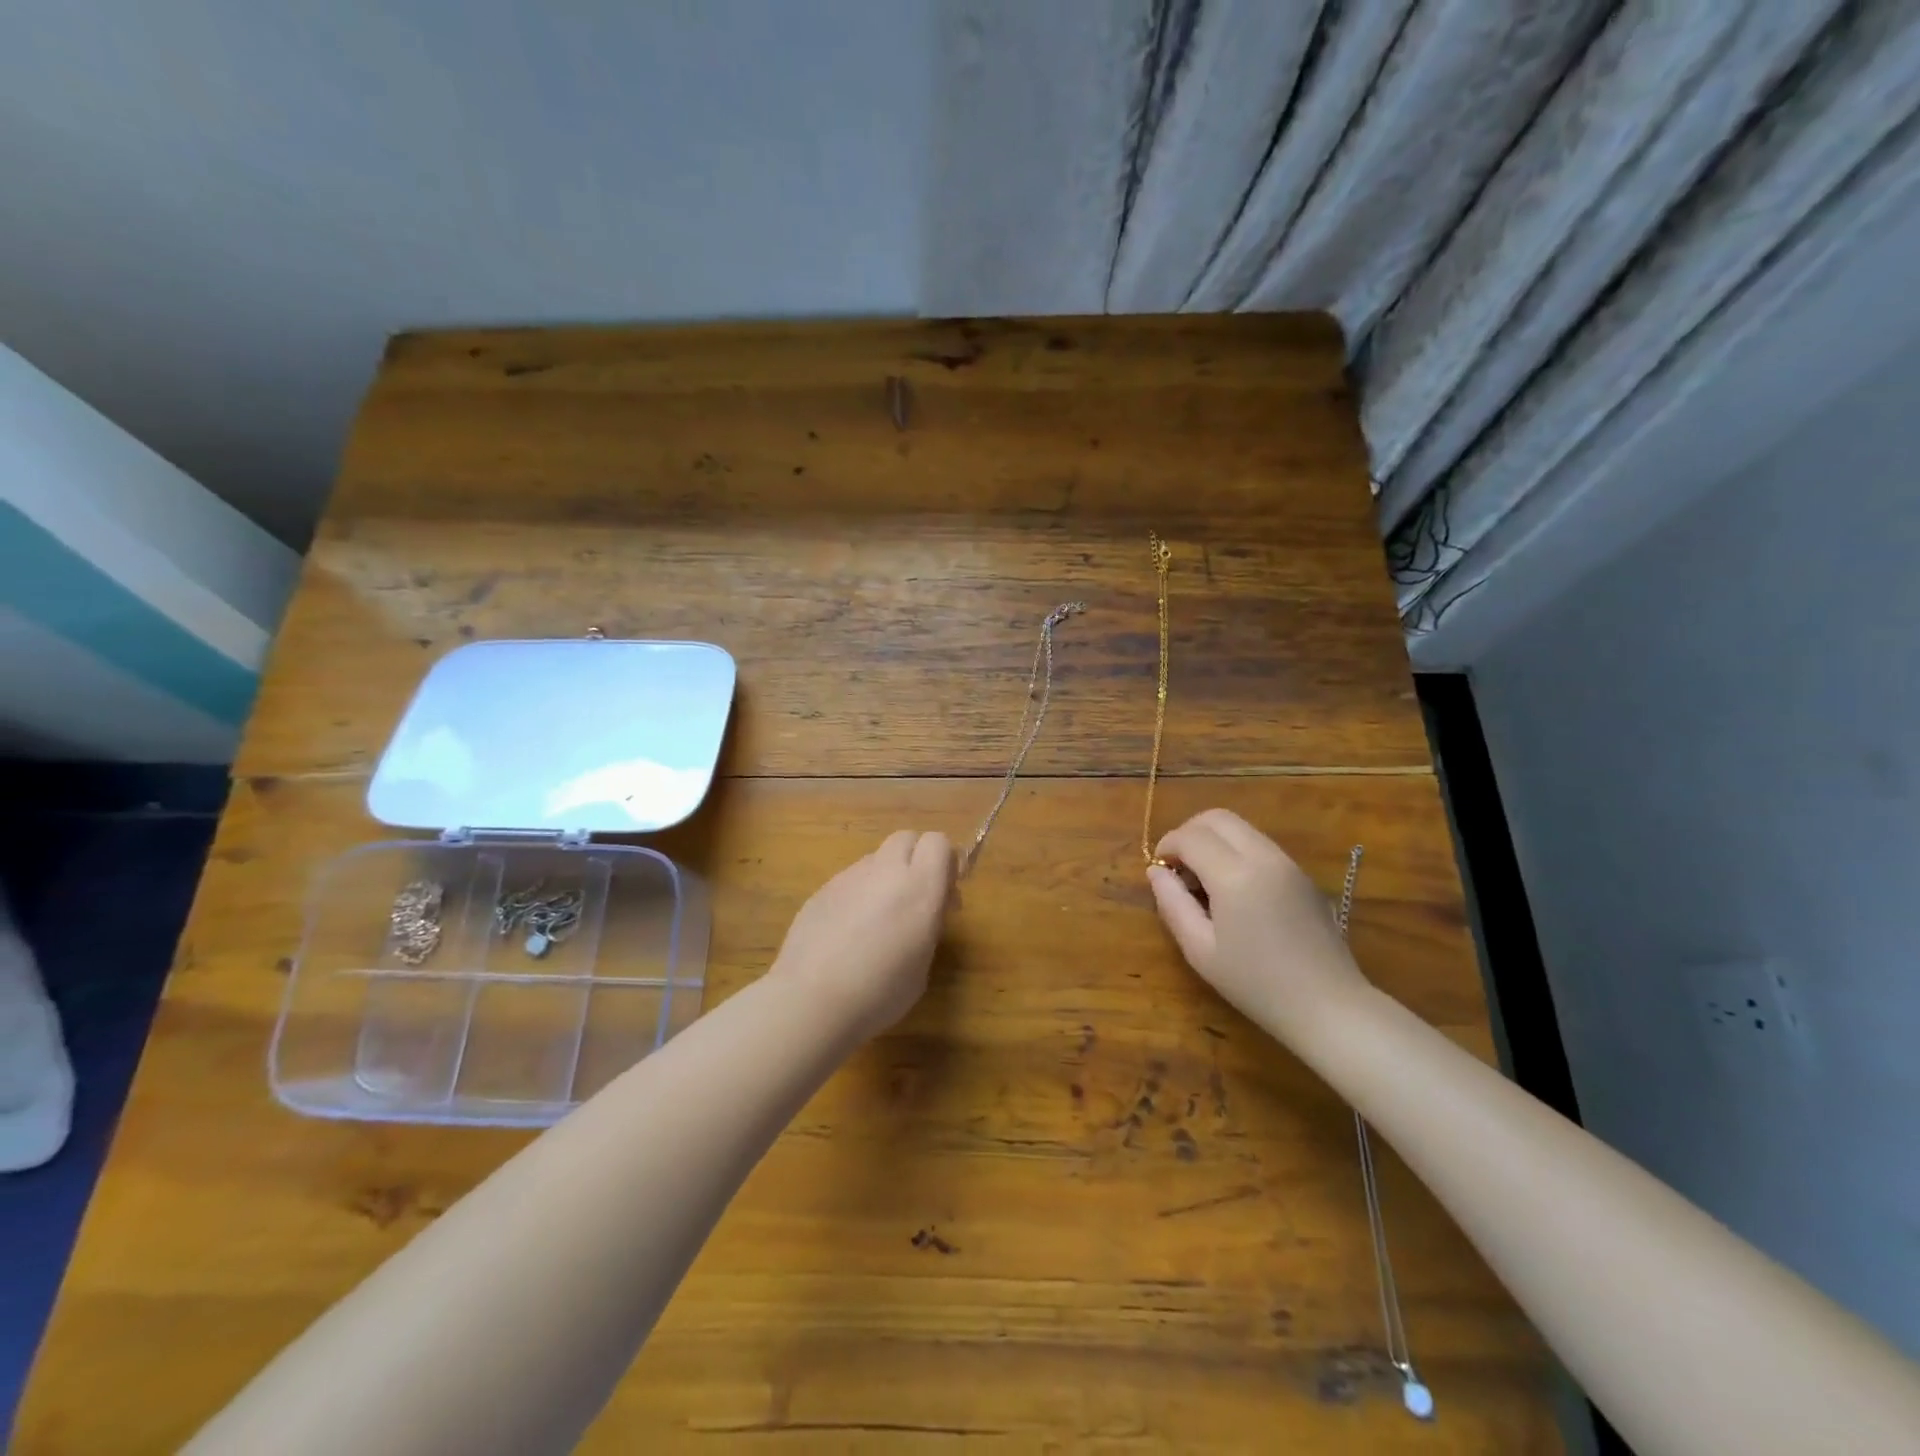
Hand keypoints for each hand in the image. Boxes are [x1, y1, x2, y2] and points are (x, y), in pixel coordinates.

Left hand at [773, 830, 956, 1039]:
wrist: (811, 1001)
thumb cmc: (880, 993)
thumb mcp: (922, 964)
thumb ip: (928, 924)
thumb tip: (925, 909)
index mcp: (919, 887)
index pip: (938, 842)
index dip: (945, 861)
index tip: (944, 892)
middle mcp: (885, 871)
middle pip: (907, 838)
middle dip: (916, 859)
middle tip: (915, 898)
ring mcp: (849, 876)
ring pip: (876, 858)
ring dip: (885, 877)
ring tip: (877, 920)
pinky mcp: (822, 889)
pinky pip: (850, 879)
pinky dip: (858, 894)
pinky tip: (847, 932)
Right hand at [1147, 809, 1368, 1041]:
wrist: (1328, 1006)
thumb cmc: (1256, 984)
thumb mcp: (1200, 950)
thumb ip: (1172, 904)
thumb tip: (1156, 872)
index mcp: (1235, 875)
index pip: (1190, 836)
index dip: (1167, 846)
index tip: (1159, 870)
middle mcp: (1263, 856)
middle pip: (1217, 817)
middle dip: (1189, 832)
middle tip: (1178, 867)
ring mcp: (1288, 862)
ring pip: (1241, 827)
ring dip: (1214, 840)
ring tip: (1204, 880)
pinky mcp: (1302, 874)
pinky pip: (1260, 844)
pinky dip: (1236, 851)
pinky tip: (1234, 890)